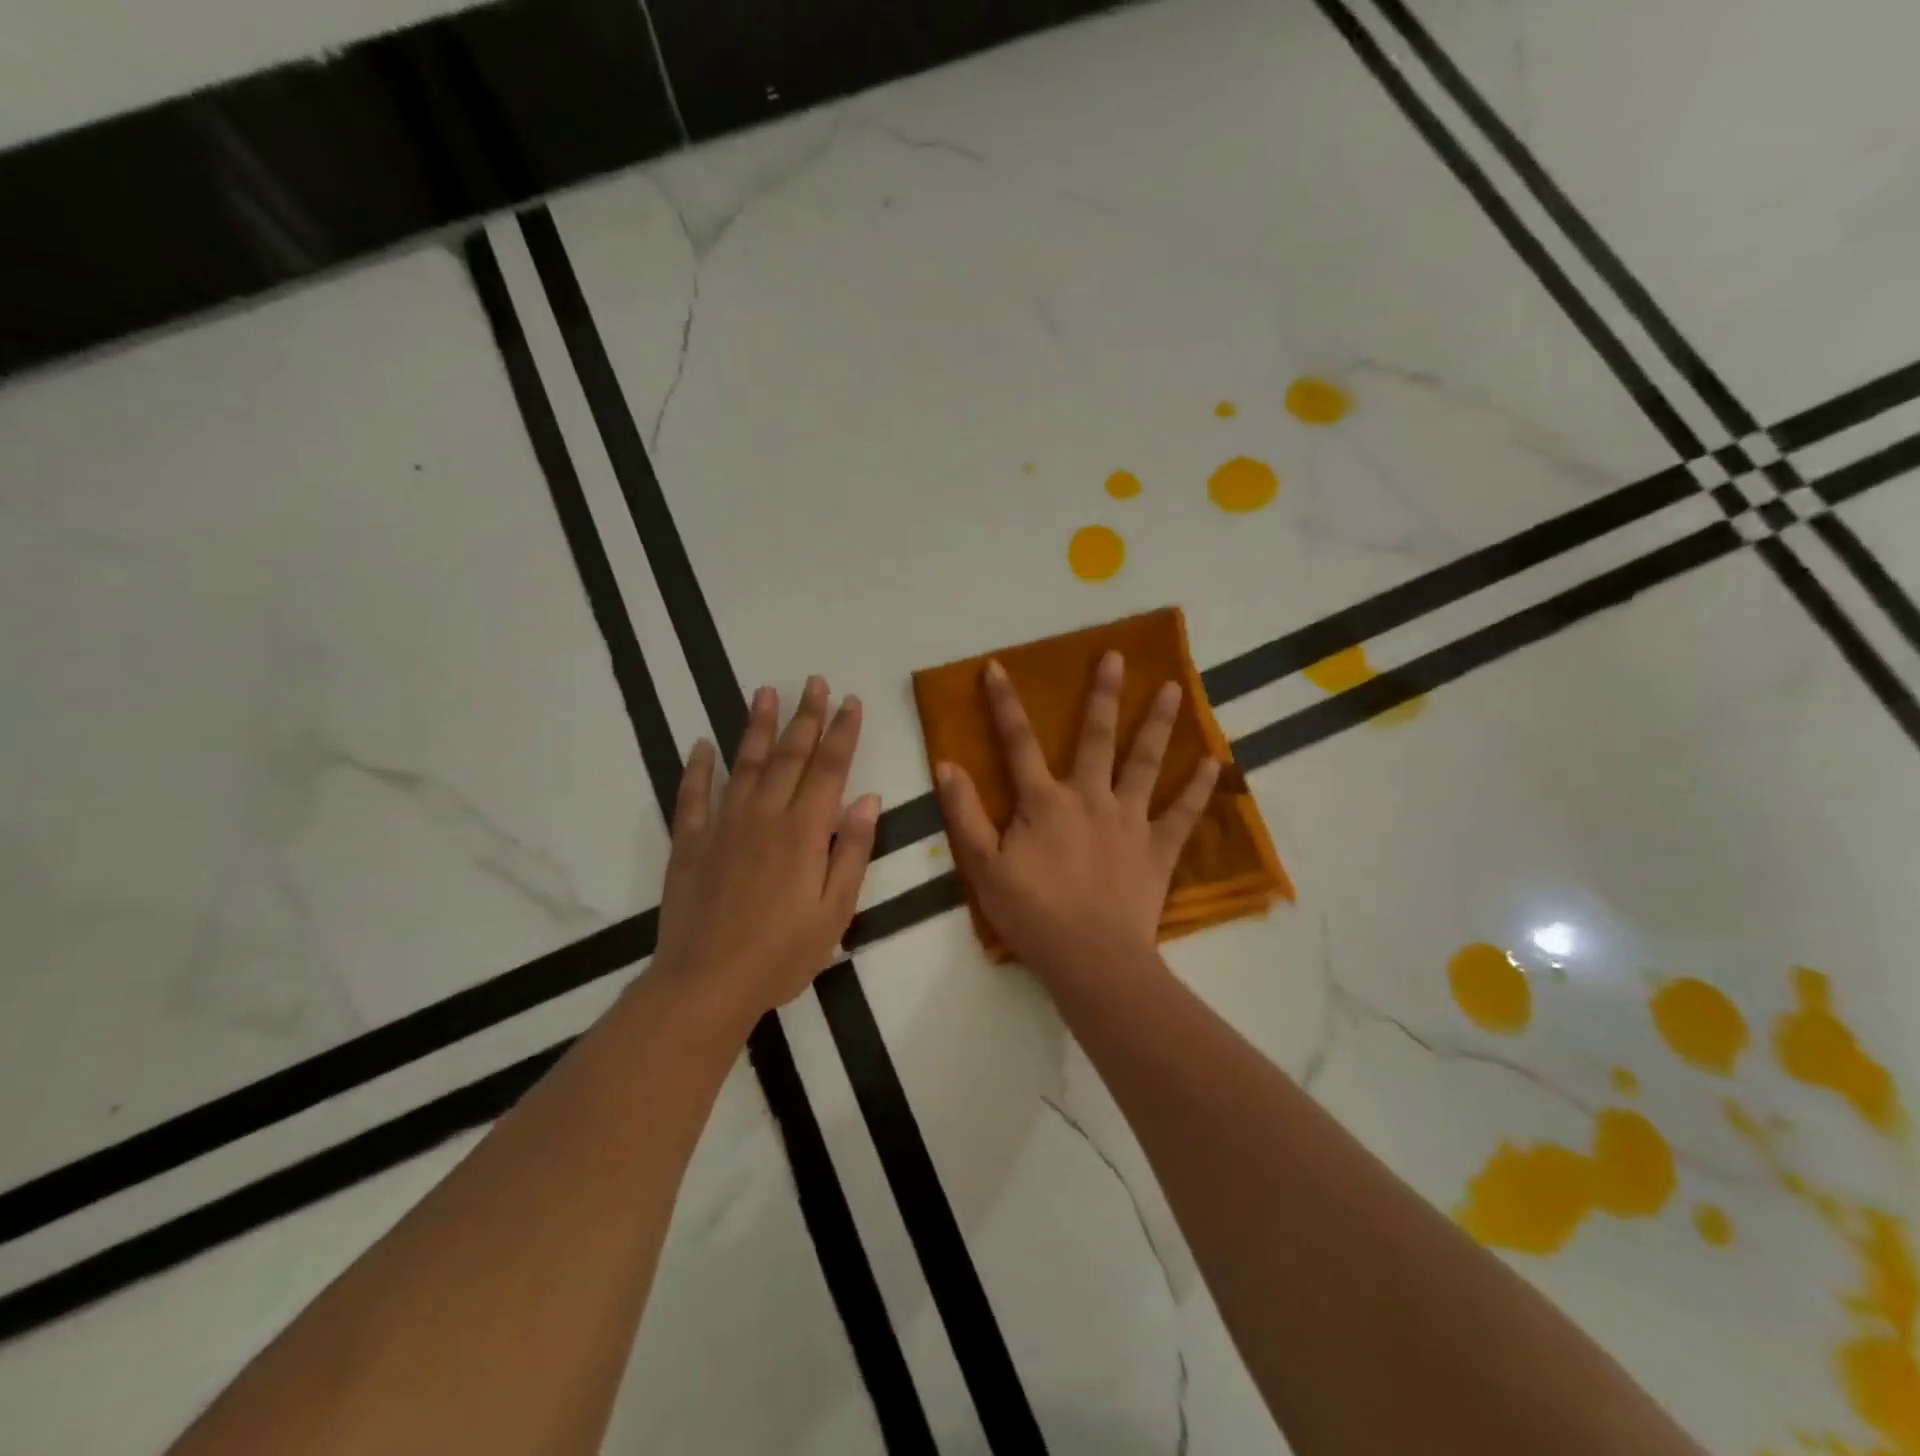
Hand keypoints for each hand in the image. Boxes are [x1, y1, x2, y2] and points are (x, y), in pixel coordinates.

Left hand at [655, 677, 879, 1028]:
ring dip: (758, 727)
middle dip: (807, 716)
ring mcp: (722, 826)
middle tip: (815, 682)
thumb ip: (852, 850)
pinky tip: (702, 744)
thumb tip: (868, 799)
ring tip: (767, 692)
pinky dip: (697, 767)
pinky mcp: (689, 843)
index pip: (829, 768)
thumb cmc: (782, 954)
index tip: (850, 701)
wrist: (706, 984)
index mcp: (804, 832)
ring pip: (744, 764)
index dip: (842, 732)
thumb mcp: (835, 911)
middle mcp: (764, 816)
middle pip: (790, 755)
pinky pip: (692, 796)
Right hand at [935, 651, 1218, 991]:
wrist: (1091, 958)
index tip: (998, 667)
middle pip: (1097, 737)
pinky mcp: (1158, 848)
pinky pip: (1183, 812)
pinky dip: (1200, 788)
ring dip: (1158, 723)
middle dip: (1103, 695)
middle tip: (1116, 656)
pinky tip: (1215, 761)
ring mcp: (1129, 820)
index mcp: (1045, 801)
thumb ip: (965, 813)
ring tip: (1174, 688)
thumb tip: (946, 764)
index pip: (1018, 743)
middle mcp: (1090, 797)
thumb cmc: (1032, 913)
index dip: (1004, 704)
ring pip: (1146, 762)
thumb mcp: (983, 866)